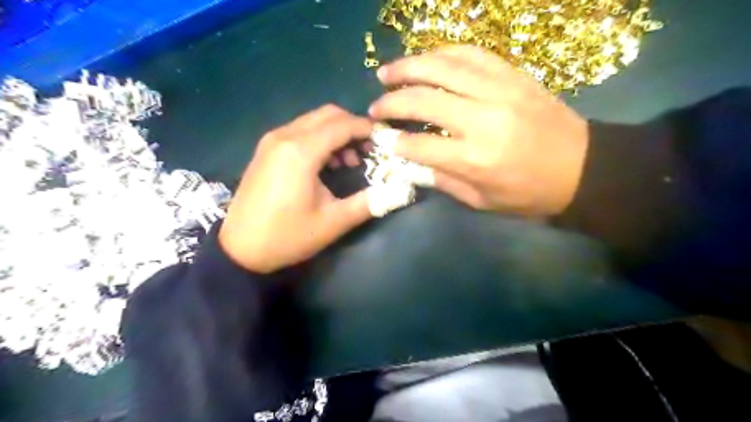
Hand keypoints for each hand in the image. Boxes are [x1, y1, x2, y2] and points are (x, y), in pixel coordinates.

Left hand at [221, 104, 371, 271]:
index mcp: (301, 151)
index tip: (385, 142)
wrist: (239, 249)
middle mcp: (285, 136)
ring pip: (313, 121)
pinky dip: (320, 139)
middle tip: (369, 152)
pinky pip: (300, 131)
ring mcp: (272, 140)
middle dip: (353, 128)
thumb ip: (369, 202)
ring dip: (337, 133)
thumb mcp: (333, 222)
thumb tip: (400, 191)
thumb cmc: (287, 236)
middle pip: (328, 115)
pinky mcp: (266, 149)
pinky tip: (327, 164)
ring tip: (350, 162)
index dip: (368, 130)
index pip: (343, 125)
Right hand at [368, 45, 588, 216]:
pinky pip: (472, 54)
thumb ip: (443, 180)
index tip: (379, 137)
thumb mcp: (483, 201)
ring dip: (409, 67)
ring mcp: (499, 91)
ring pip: (443, 67)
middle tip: (375, 106)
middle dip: (392, 102)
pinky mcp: (514, 76)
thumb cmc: (530, 194)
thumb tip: (411, 163)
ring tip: (387, 72)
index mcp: (475, 159)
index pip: (419, 144)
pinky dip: (443, 54)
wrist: (584, 168)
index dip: (393, 140)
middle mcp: (482, 119)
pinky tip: (426, 59)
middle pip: (424, 99)